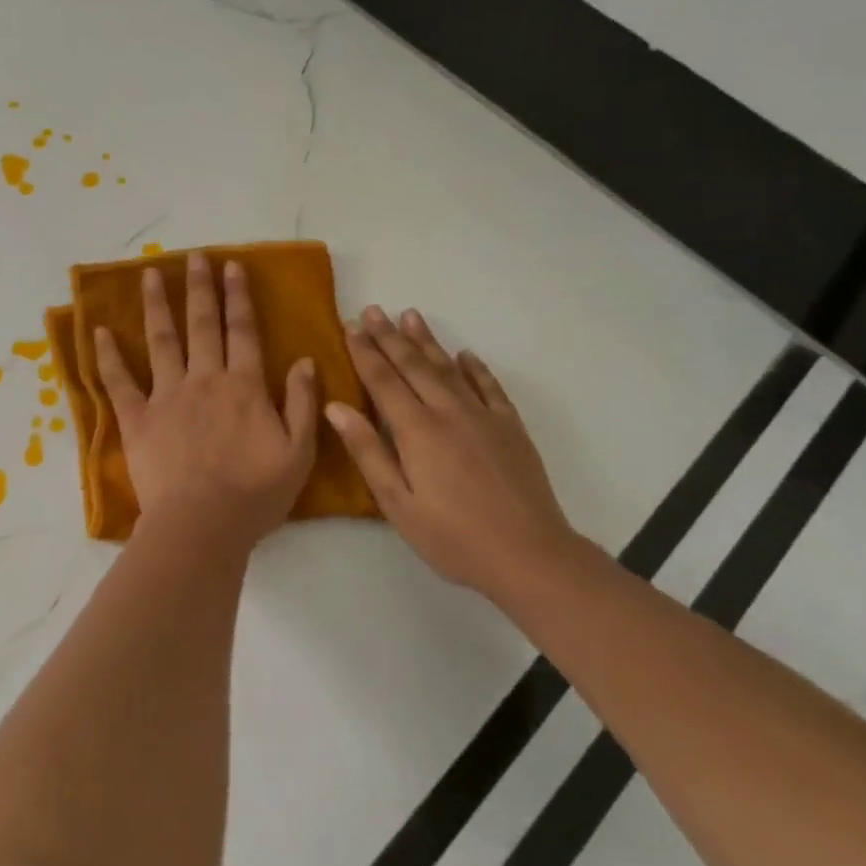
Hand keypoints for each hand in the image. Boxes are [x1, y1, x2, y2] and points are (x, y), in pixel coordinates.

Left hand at [95, 253, 318, 548]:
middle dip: (200, 287)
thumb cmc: (255, 494)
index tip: (232, 266)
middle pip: (202, 324)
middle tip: (194, 257)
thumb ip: (301, 403)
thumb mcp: (298, 452)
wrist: (202, 526)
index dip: (238, 296)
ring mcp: (166, 396)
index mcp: (242, 385)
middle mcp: (203, 379)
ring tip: (149, 274)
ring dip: (156, 305)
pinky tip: (98, 331)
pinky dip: (108, 356)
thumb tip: (304, 360)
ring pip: (161, 340)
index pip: (242, 330)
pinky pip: (119, 382)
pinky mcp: (138, 419)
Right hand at [327, 306, 575, 594]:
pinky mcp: (511, 427)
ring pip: (449, 368)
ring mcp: (483, 416)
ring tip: (410, 315)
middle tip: (374, 310)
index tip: (351, 327)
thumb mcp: (398, 504)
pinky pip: (489, 387)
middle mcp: (449, 412)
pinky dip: (475, 368)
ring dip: (427, 341)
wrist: (529, 556)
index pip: (384, 380)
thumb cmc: (453, 538)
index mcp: (417, 430)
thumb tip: (336, 407)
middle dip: (390, 336)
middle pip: (414, 365)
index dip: (365, 352)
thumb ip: (367, 452)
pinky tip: (465, 355)